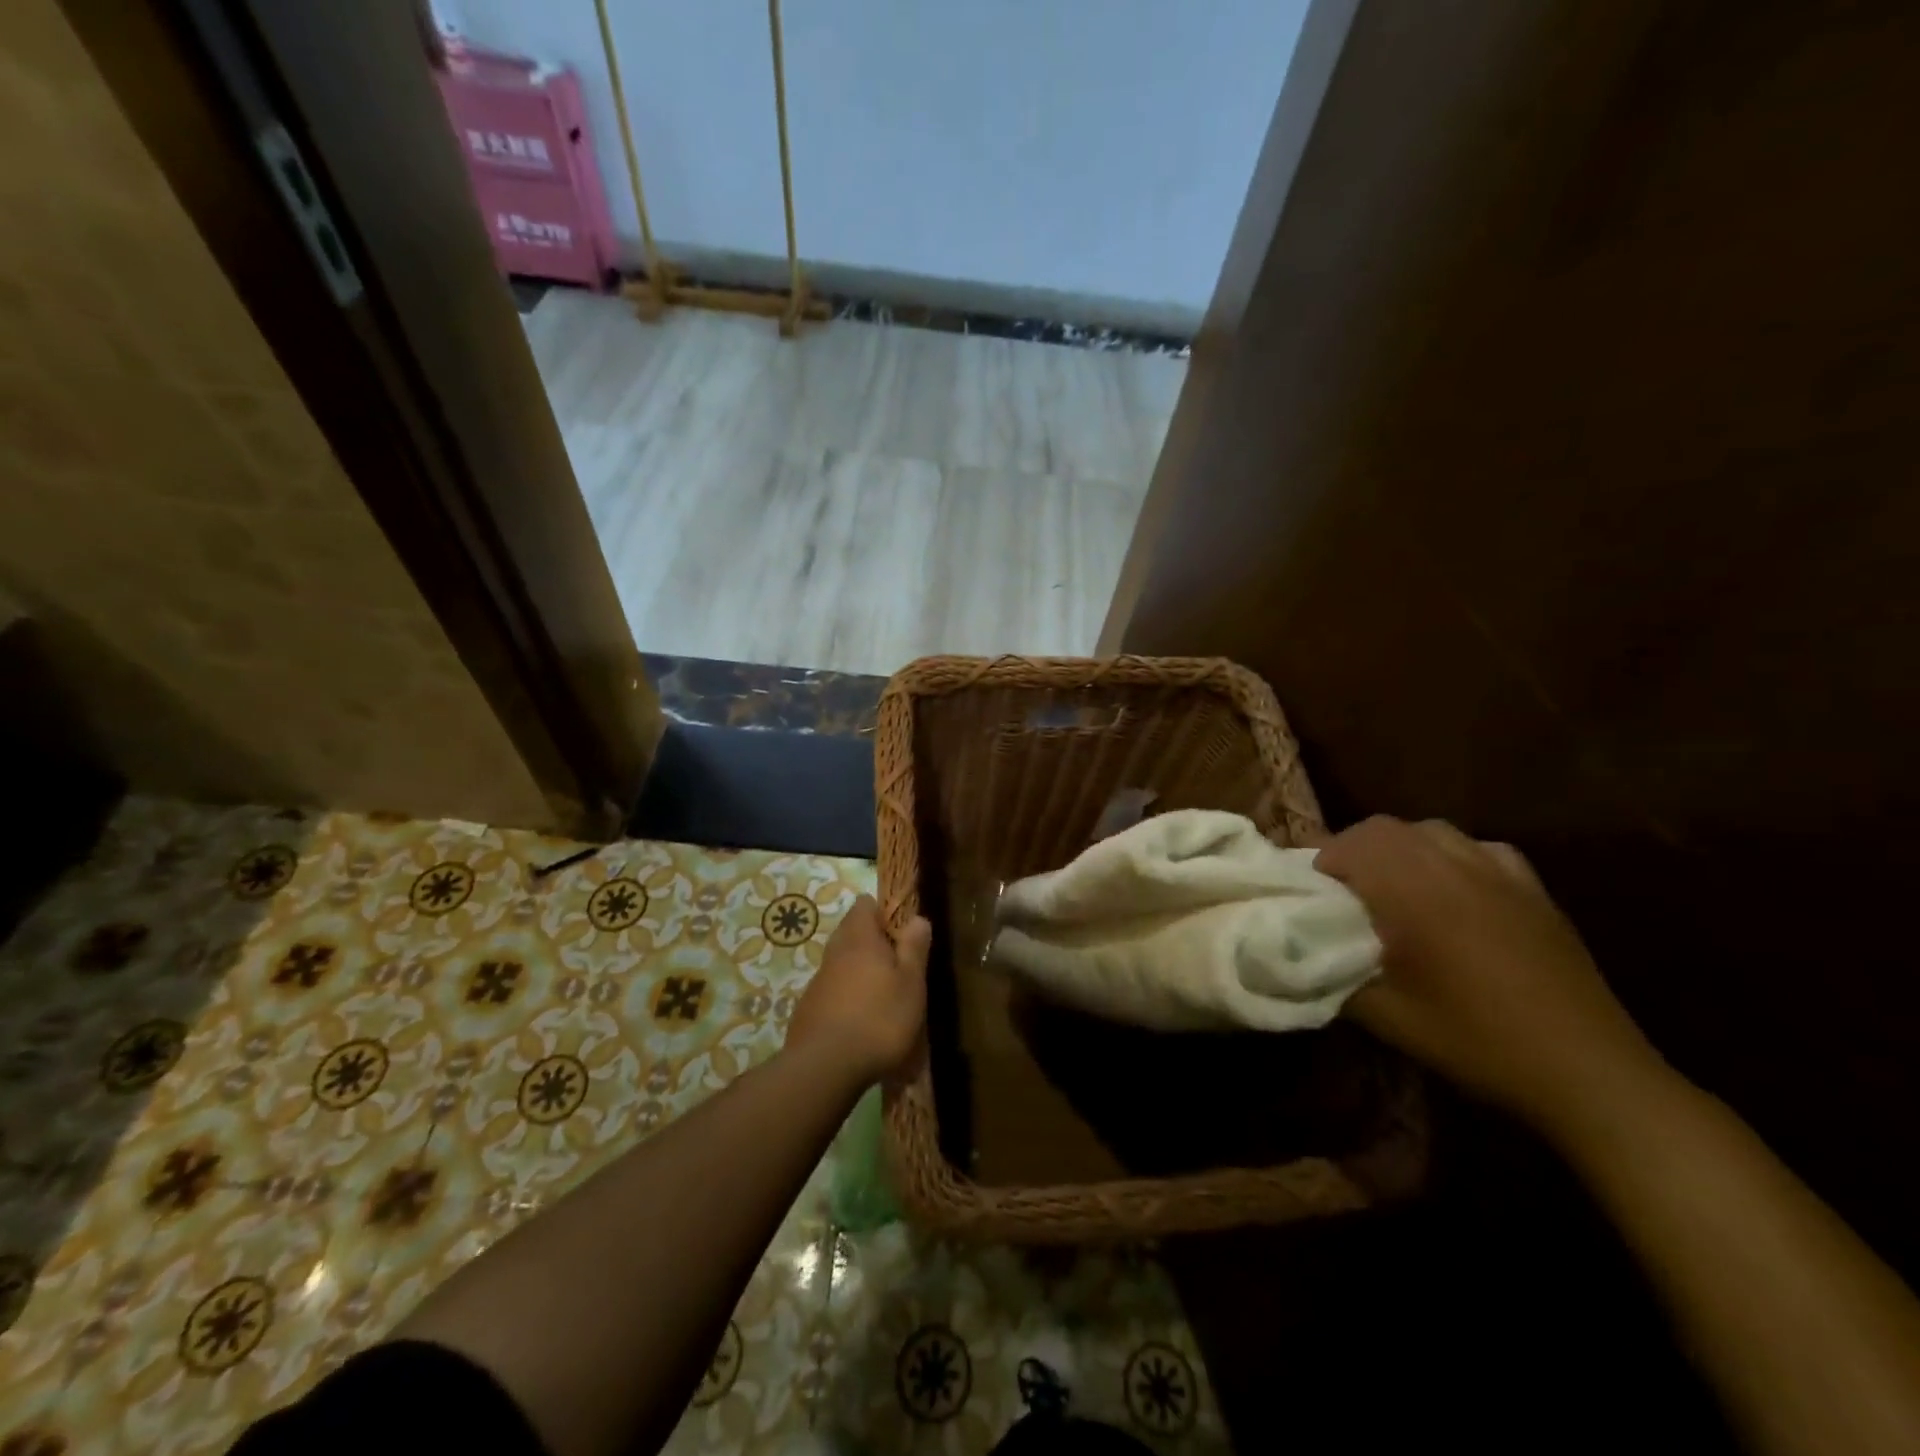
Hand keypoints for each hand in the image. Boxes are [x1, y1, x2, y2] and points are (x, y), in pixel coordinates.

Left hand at [786, 895, 930, 1085]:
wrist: (825, 1068)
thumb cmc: (879, 1019)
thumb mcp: (911, 983)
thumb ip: (914, 948)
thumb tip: (917, 918)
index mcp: (860, 939)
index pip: (865, 905)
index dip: (883, 912)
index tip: (901, 932)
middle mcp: (834, 952)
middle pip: (851, 933)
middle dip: (872, 943)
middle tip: (897, 967)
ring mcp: (817, 981)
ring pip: (840, 963)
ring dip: (858, 972)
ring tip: (882, 997)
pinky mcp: (808, 1009)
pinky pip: (831, 991)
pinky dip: (845, 997)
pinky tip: (859, 1022)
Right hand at [1316, 816, 1665, 1136]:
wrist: (1584, 1069)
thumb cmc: (1474, 1040)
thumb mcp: (1386, 1017)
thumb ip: (1333, 975)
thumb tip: (1305, 954)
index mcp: (1412, 892)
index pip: (1351, 845)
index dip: (1323, 861)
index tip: (1315, 893)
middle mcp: (1452, 867)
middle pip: (1385, 828)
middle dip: (1354, 848)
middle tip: (1345, 888)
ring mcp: (1499, 873)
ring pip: (1431, 830)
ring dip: (1400, 847)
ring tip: (1394, 884)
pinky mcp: (1533, 889)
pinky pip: (1480, 847)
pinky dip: (1452, 855)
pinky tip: (1455, 888)